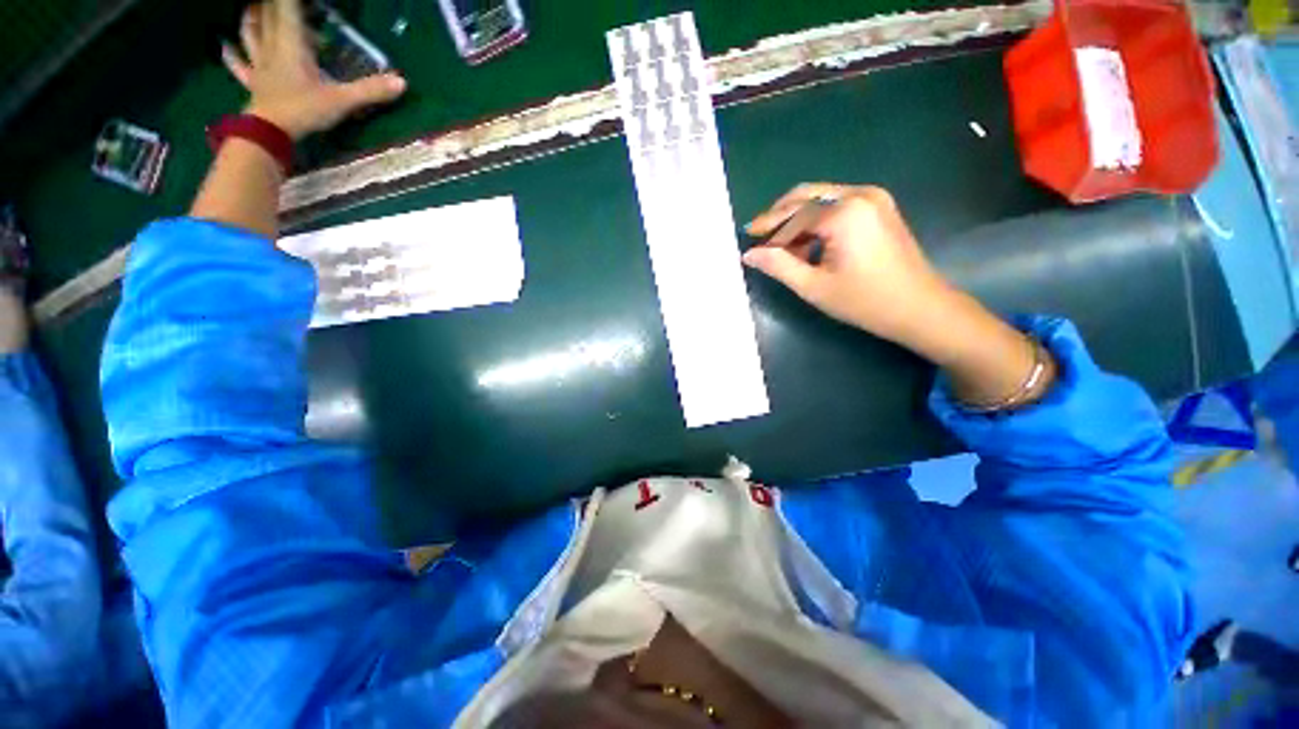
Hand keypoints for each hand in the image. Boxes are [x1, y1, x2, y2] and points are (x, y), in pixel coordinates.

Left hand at [222, 0, 406, 140]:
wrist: (269, 132)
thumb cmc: (303, 111)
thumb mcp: (342, 101)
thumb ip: (370, 91)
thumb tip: (403, 83)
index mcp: (292, 44)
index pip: (289, 9)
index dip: (292, 1)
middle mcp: (272, 47)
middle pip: (268, 15)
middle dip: (274, 5)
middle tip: (281, 3)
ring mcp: (259, 65)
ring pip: (249, 33)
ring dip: (250, 18)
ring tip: (251, 8)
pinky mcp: (253, 82)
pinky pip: (238, 64)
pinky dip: (230, 54)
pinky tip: (224, 46)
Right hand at [745, 183, 1054, 407]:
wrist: (920, 307)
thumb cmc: (864, 301)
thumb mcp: (814, 286)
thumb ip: (778, 266)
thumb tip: (749, 254)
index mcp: (844, 213)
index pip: (793, 214)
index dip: (767, 227)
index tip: (747, 238)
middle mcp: (860, 194)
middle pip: (806, 197)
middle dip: (779, 216)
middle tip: (759, 237)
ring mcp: (873, 198)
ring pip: (820, 199)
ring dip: (797, 220)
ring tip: (784, 250)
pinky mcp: (879, 207)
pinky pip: (837, 205)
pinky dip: (817, 221)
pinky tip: (809, 245)